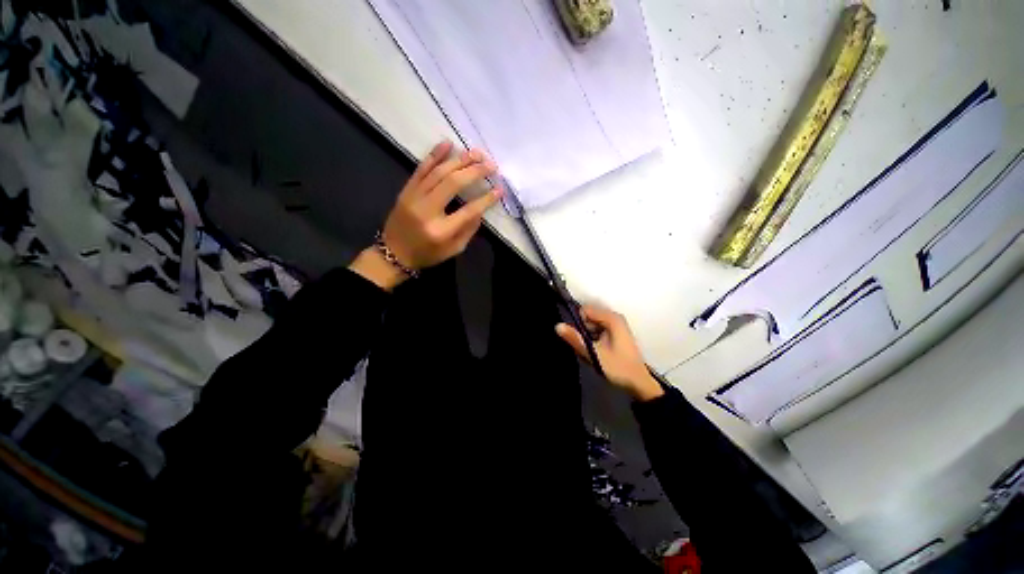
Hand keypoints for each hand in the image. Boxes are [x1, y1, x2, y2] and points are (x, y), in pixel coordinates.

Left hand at [350, 140, 501, 289]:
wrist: (393, 252)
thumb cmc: (427, 254)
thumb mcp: (453, 250)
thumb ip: (468, 231)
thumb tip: (480, 211)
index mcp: (441, 231)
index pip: (469, 210)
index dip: (486, 199)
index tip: (499, 190)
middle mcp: (427, 210)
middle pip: (454, 184)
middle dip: (475, 171)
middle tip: (491, 165)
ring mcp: (414, 197)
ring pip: (439, 172)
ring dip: (459, 160)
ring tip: (476, 153)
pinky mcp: (406, 190)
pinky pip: (421, 169)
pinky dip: (434, 154)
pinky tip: (448, 144)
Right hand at [556, 305, 663, 401]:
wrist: (639, 384)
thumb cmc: (618, 367)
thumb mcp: (593, 353)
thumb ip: (575, 338)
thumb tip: (557, 325)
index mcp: (612, 319)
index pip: (585, 310)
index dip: (579, 324)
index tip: (581, 339)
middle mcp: (615, 319)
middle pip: (589, 318)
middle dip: (583, 332)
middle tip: (587, 349)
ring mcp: (617, 327)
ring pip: (592, 326)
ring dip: (588, 338)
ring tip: (593, 354)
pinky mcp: (617, 335)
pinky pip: (598, 332)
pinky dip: (594, 341)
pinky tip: (598, 354)